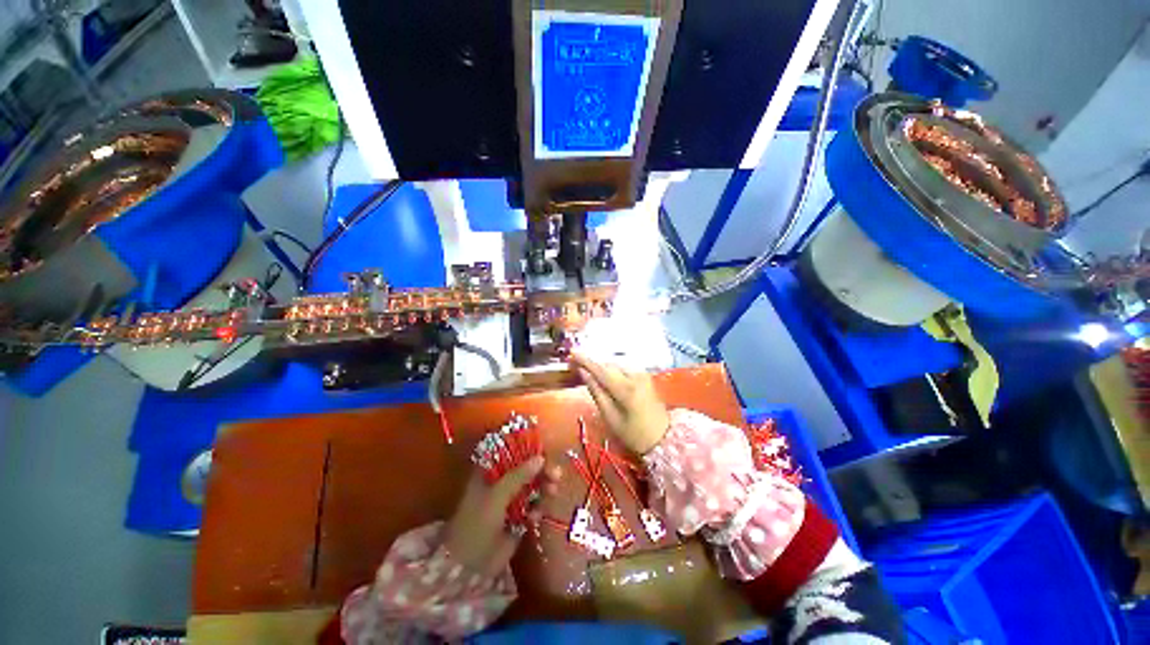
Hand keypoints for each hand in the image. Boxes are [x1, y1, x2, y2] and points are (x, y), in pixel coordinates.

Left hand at [442, 458, 559, 577]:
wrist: (471, 565)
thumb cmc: (477, 522)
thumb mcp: (497, 494)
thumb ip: (519, 475)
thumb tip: (541, 457)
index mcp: (490, 473)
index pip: (512, 454)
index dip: (528, 451)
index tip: (545, 452)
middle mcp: (501, 483)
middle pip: (526, 470)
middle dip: (541, 471)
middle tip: (556, 474)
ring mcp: (509, 501)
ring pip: (532, 488)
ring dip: (543, 488)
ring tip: (552, 491)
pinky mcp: (518, 518)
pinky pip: (533, 507)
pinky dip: (537, 508)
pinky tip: (534, 517)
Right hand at [570, 354, 670, 454]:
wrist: (664, 438)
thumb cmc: (634, 434)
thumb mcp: (611, 418)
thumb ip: (597, 393)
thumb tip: (583, 373)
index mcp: (626, 389)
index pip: (601, 369)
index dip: (585, 360)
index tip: (572, 352)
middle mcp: (635, 376)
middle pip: (608, 365)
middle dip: (592, 363)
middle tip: (576, 364)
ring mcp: (642, 374)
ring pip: (616, 365)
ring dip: (602, 366)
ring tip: (588, 370)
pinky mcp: (645, 376)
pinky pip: (623, 368)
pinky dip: (612, 370)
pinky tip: (605, 375)